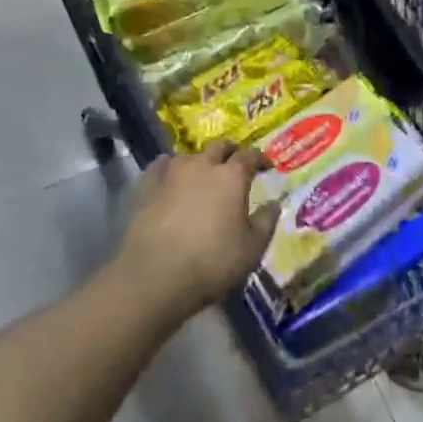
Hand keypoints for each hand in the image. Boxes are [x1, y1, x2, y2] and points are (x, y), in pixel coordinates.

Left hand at [117, 141, 280, 320]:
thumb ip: (266, 222)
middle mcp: (202, 165)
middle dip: (231, 152)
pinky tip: (169, 178)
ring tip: (203, 175)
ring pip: (190, 156)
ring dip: (200, 162)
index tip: (266, 166)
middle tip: (236, 164)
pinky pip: (161, 166)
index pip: (250, 155)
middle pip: (219, 146)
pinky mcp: (147, 185)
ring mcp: (172, 172)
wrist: (155, 275)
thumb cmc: (211, 263)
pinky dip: (169, 169)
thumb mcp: (252, 250)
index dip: (260, 158)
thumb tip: (275, 203)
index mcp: (231, 176)